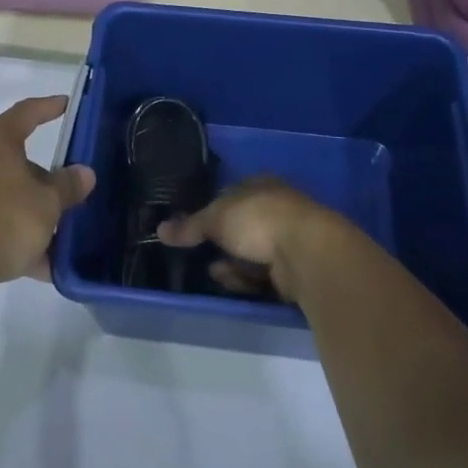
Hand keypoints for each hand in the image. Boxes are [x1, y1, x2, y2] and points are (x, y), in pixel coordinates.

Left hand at [0, 95, 95, 292]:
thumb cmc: (0, 221)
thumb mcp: (46, 205)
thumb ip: (67, 186)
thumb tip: (83, 172)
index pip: (26, 112)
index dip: (48, 107)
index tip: (65, 104)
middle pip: (15, 160)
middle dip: (42, 180)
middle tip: (67, 196)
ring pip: (2, 195)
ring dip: (28, 213)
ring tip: (55, 240)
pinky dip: (10, 236)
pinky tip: (34, 265)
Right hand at [156, 176, 348, 301]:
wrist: (307, 252)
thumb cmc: (259, 220)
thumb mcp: (216, 218)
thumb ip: (189, 226)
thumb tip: (160, 230)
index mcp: (261, 185)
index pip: (231, 193)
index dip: (212, 209)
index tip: (195, 227)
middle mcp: (277, 207)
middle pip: (241, 226)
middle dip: (221, 241)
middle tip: (202, 252)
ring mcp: (289, 238)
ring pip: (252, 252)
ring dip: (232, 263)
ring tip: (215, 272)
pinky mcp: (295, 267)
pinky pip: (264, 273)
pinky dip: (247, 278)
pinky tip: (235, 283)